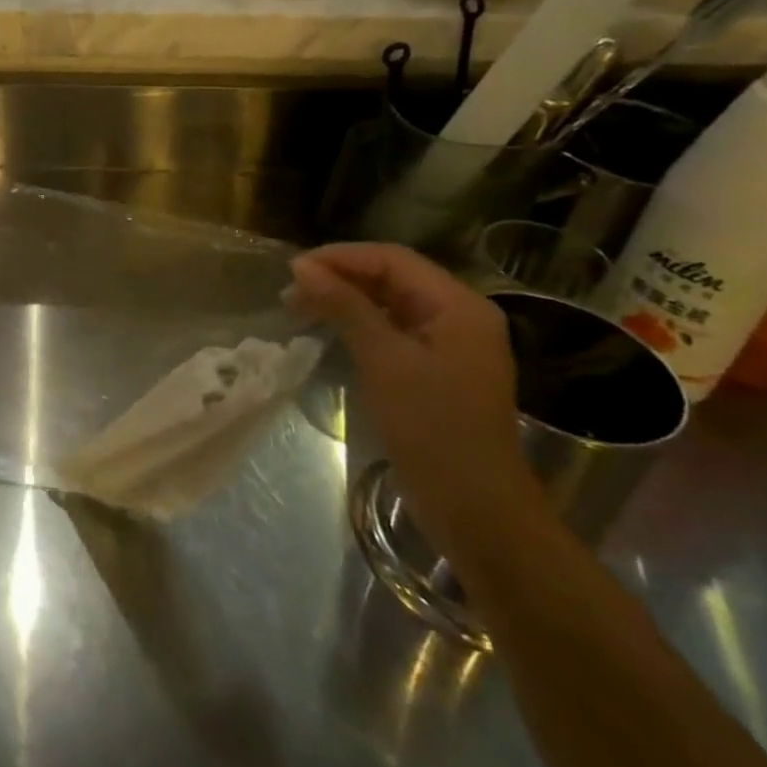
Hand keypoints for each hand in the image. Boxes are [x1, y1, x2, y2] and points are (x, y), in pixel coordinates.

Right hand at [288, 242, 537, 557]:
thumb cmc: (432, 428)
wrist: (475, 509)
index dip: (341, 257)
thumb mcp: (383, 360)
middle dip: (340, 277)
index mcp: (459, 305)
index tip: (294, 270)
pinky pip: (395, 329)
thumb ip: (345, 306)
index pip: (392, 259)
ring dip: (346, 300)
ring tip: (300, 308)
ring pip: (391, 303)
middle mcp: (460, 315)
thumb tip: (302, 266)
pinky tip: (331, 330)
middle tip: (291, 291)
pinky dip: (360, 324)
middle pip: (392, 277)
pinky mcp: (438, 368)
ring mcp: (451, 343)